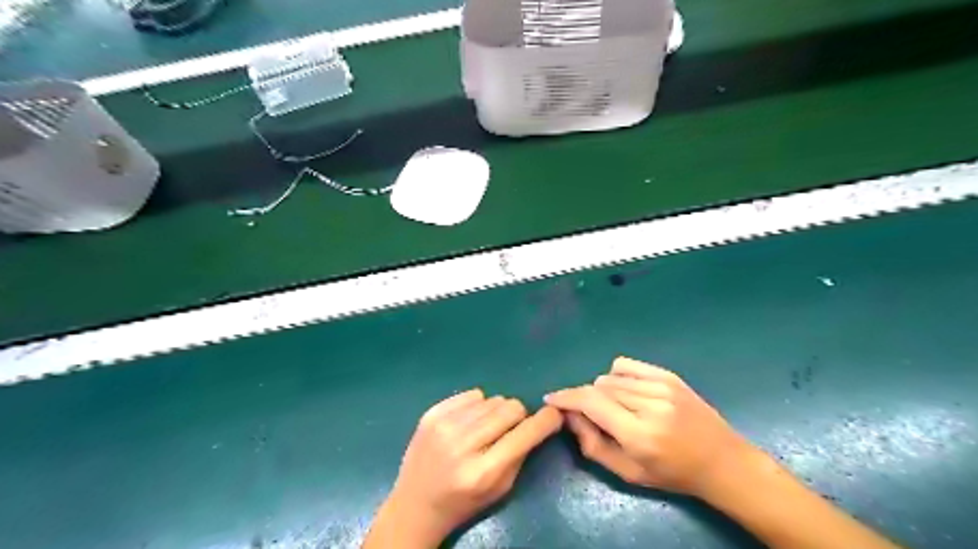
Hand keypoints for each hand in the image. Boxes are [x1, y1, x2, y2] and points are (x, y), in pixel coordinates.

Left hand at [371, 387, 562, 545]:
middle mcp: (462, 445)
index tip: (555, 414)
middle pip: (510, 408)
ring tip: (485, 429)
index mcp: (483, 471)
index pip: (525, 434)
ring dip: (496, 412)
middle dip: (518, 416)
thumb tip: (539, 420)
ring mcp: (443, 426)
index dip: (546, 421)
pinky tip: (468, 422)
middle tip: (510, 429)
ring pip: (492, 399)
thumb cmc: (464, 502)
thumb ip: (521, 454)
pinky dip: (477, 406)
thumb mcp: (500, 489)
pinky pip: (471, 394)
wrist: (415, 505)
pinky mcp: (431, 414)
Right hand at [547, 355, 750, 497]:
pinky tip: (625, 391)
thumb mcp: (628, 473)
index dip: (566, 398)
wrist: (722, 461)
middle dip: (585, 400)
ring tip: (615, 408)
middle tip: (589, 416)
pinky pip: (626, 365)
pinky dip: (616, 375)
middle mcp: (649, 405)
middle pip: (598, 388)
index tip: (551, 399)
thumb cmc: (672, 474)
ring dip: (602, 391)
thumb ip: (592, 445)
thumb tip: (569, 416)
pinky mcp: (668, 375)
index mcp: (639, 434)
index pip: (590, 403)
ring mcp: (661, 386)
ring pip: (610, 377)